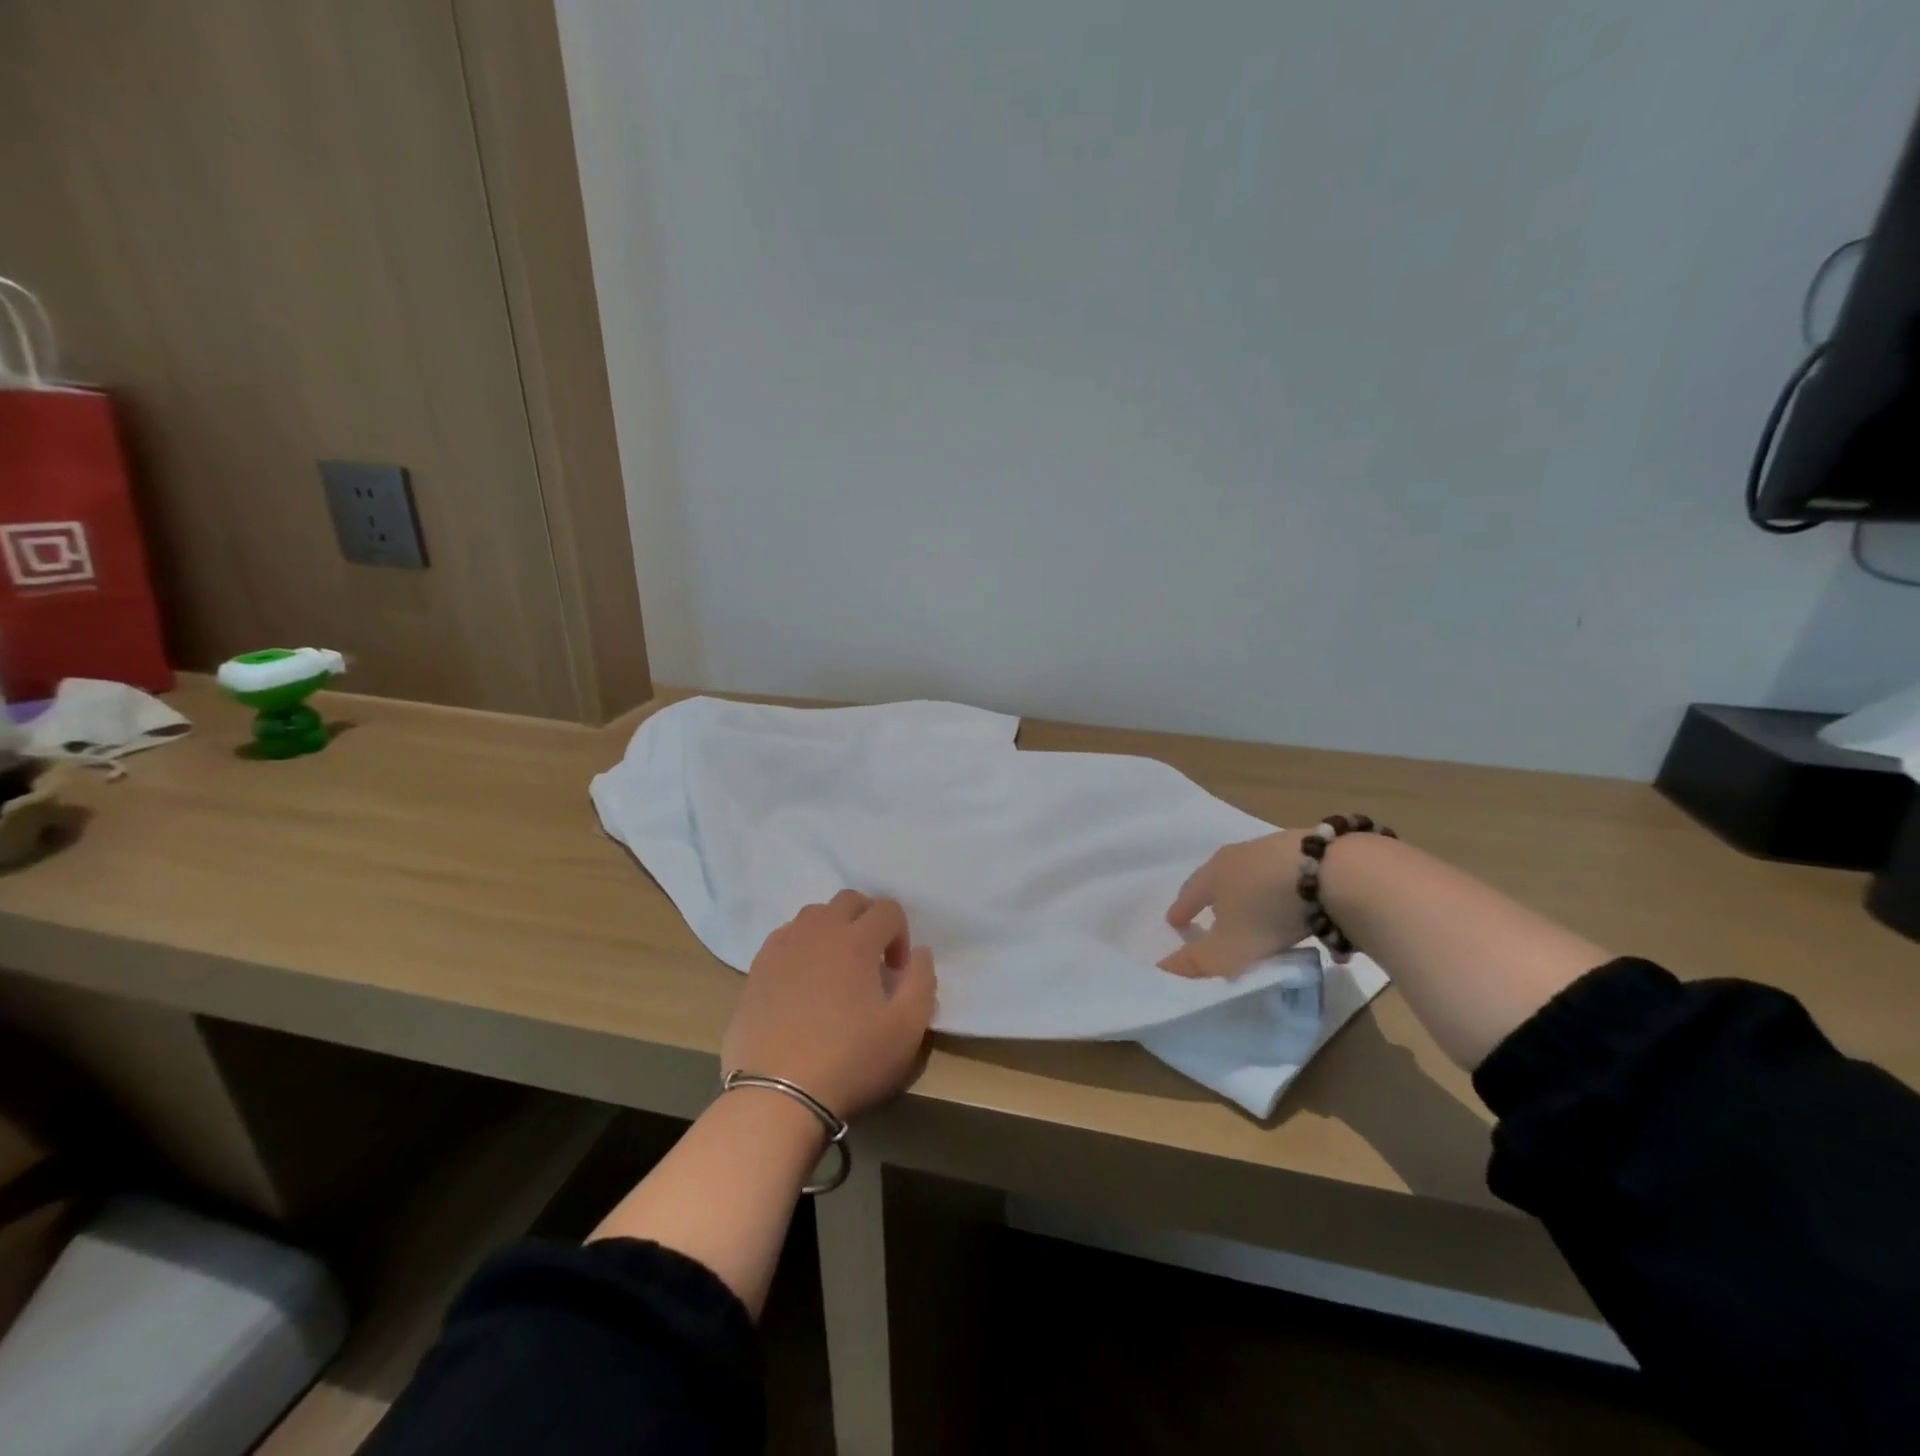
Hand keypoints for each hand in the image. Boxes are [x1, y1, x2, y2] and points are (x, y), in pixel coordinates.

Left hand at [723, 891, 937, 1118]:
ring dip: (833, 929)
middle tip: (871, 961)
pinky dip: (802, 946)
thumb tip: (920, 953)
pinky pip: (785, 937)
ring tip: (836, 970)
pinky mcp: (757, 968)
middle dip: (868, 920)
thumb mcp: (907, 1029)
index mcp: (856, 940)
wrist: (776, 1094)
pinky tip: (803, 983)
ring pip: (814, 914)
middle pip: (849, 900)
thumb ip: (922, 982)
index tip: (896, 973)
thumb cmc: (849, 1061)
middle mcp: (818, 931)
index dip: (901, 935)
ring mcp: (783, 947)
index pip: (888, 909)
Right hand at [1160, 830, 1309, 978]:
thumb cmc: (1267, 912)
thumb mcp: (1229, 949)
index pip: (1189, 894)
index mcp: (1214, 874)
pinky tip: (1306, 911)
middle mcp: (1240, 854)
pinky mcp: (1314, 851)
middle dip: (1215, 896)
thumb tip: (1162, 969)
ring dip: (1254, 893)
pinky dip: (1291, 894)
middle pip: (1220, 877)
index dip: (1181, 910)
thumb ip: (1197, 962)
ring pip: (1257, 874)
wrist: (1334, 873)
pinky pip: (1293, 877)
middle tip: (1213, 912)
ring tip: (1259, 912)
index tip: (1173, 922)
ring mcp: (1277, 848)